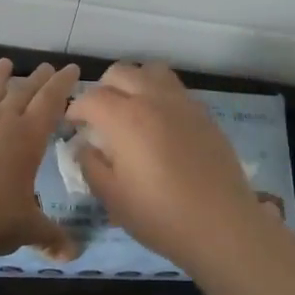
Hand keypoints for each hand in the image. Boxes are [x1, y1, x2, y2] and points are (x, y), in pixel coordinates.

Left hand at [0, 58, 80, 257]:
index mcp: (28, 137)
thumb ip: (51, 237)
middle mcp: (0, 123)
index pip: (51, 101)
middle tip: (45, 66)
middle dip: (36, 78)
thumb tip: (73, 255)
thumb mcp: (28, 228)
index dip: (62, 84)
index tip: (71, 68)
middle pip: (22, 92)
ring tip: (4, 64)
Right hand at [66, 62, 272, 266]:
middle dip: (103, 90)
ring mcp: (182, 102)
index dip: (75, 110)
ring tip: (132, 110)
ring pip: (151, 71)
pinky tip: (160, 123)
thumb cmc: (160, 215)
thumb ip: (90, 164)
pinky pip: (175, 88)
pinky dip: (159, 94)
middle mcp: (153, 98)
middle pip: (120, 72)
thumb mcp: (112, 197)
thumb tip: (85, 145)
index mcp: (125, 118)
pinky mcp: (204, 112)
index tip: (72, 126)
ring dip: (134, 83)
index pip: (91, 98)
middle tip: (100, 117)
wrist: (222, 224)